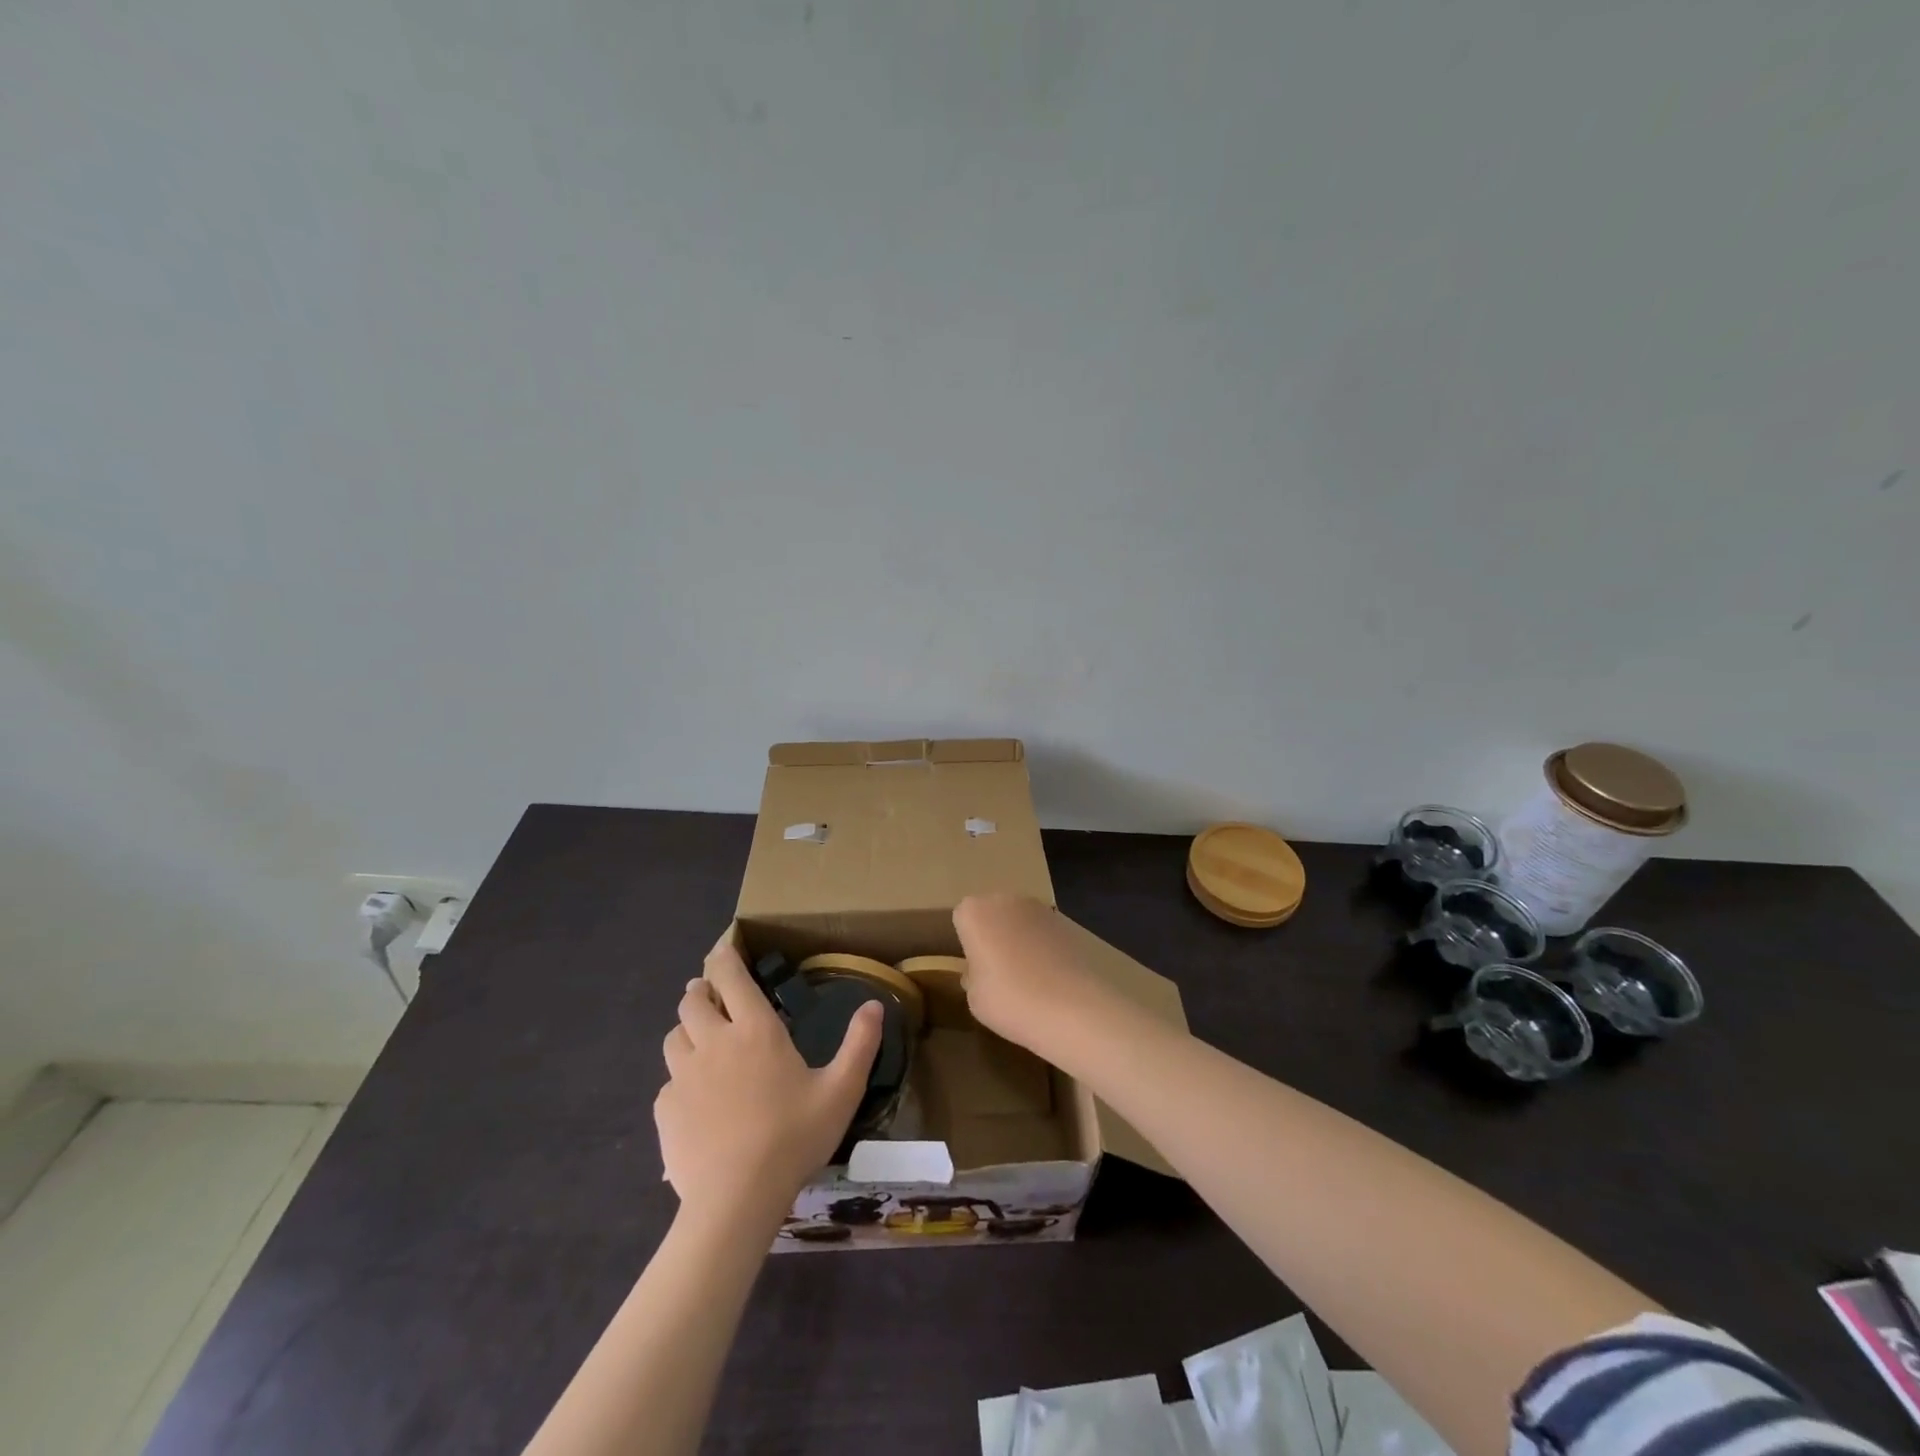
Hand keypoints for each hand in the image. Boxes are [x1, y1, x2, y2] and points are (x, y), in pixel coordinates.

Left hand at [656, 938, 881, 1217]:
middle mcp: (714, 1042)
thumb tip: (874, 1004)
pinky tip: (695, 1100)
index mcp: (755, 1030)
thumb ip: (860, 1044)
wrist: (736, 1200)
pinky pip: (668, 1082)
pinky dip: (680, 1079)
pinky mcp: (665, 1110)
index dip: (723, 957)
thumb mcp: (841, 1091)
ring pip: (675, 1036)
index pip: (730, 976)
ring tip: (701, 1041)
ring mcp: (683, 1076)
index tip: (722, 948)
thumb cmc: (794, 1137)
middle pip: (692, 1001)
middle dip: (701, 991)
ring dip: (687, 1030)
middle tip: (712, 996)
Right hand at [952, 894, 1119, 1048]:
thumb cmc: (1010, 1000)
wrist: (1073, 1006)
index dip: (968, 943)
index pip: (962, 918)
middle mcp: (1005, 900)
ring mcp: (1039, 907)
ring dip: (1019, 938)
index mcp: (975, 912)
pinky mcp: (1067, 921)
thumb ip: (973, 976)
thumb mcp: (975, 998)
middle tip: (998, 971)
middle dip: (993, 934)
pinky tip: (1050, 976)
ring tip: (1027, 976)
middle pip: (992, 913)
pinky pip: (1043, 932)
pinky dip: (1043, 946)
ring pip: (1019, 920)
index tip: (975, 967)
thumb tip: (980, 971)